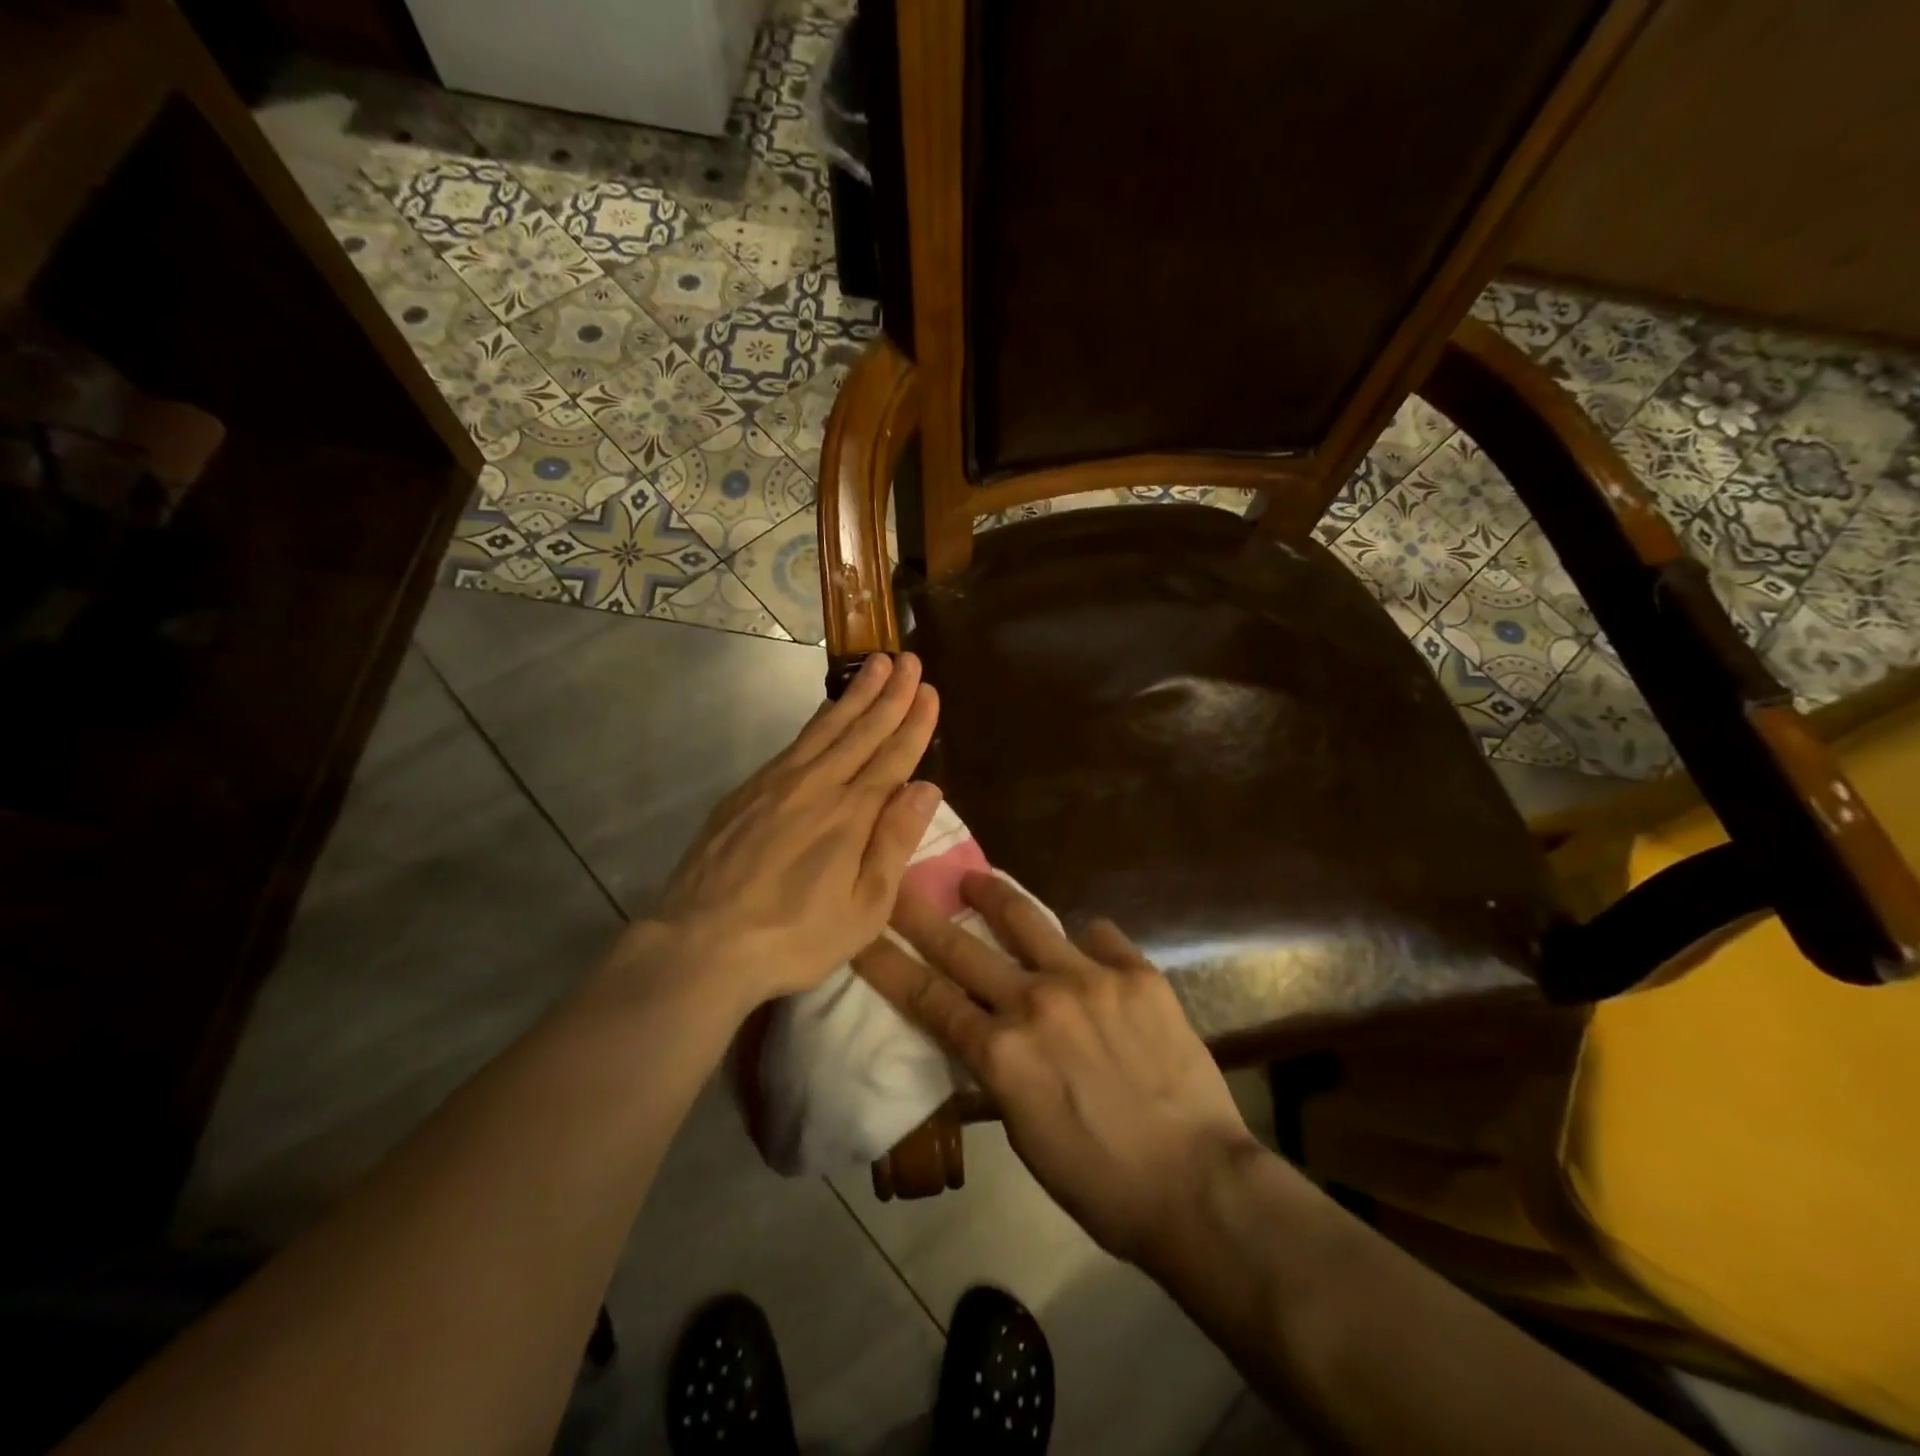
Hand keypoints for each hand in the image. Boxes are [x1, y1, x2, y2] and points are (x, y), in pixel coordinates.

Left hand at [620, 653, 941, 1008]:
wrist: (701, 943)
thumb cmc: (795, 937)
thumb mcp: (864, 908)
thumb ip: (895, 843)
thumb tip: (927, 787)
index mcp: (852, 814)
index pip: (893, 757)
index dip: (914, 723)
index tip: (929, 689)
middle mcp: (818, 785)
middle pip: (861, 730)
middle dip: (890, 694)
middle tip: (908, 658)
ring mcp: (777, 783)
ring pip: (826, 727)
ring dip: (855, 694)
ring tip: (875, 664)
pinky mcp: (747, 791)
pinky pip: (794, 742)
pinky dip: (817, 719)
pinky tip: (826, 710)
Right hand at [854, 874, 1257, 1263]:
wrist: (1197, 1185)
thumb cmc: (1100, 1181)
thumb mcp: (1024, 1133)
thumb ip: (998, 1071)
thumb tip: (985, 1034)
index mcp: (1002, 1052)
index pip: (927, 997)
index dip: (887, 964)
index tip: (861, 933)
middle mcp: (1037, 1002)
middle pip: (962, 947)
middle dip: (920, 913)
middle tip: (899, 883)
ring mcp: (1089, 980)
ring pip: (1028, 920)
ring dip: (994, 896)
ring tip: (976, 879)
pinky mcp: (1137, 974)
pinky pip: (1099, 938)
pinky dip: (1084, 941)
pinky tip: (1084, 946)